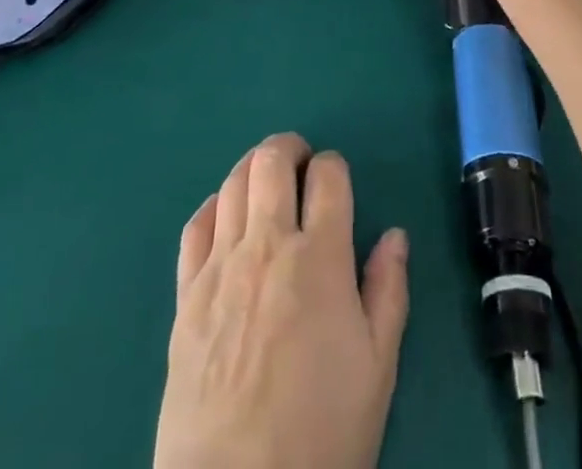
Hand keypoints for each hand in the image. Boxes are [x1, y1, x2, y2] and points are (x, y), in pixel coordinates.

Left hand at [155, 133, 410, 468]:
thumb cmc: (321, 433)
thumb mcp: (377, 370)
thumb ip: (388, 292)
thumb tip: (394, 234)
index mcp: (321, 258)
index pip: (328, 176)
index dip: (334, 167)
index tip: (335, 182)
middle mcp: (268, 244)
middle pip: (271, 161)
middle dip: (289, 149)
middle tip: (299, 165)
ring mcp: (221, 265)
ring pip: (233, 182)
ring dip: (253, 169)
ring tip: (265, 184)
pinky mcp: (186, 293)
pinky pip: (196, 225)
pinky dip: (214, 206)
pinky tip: (225, 218)